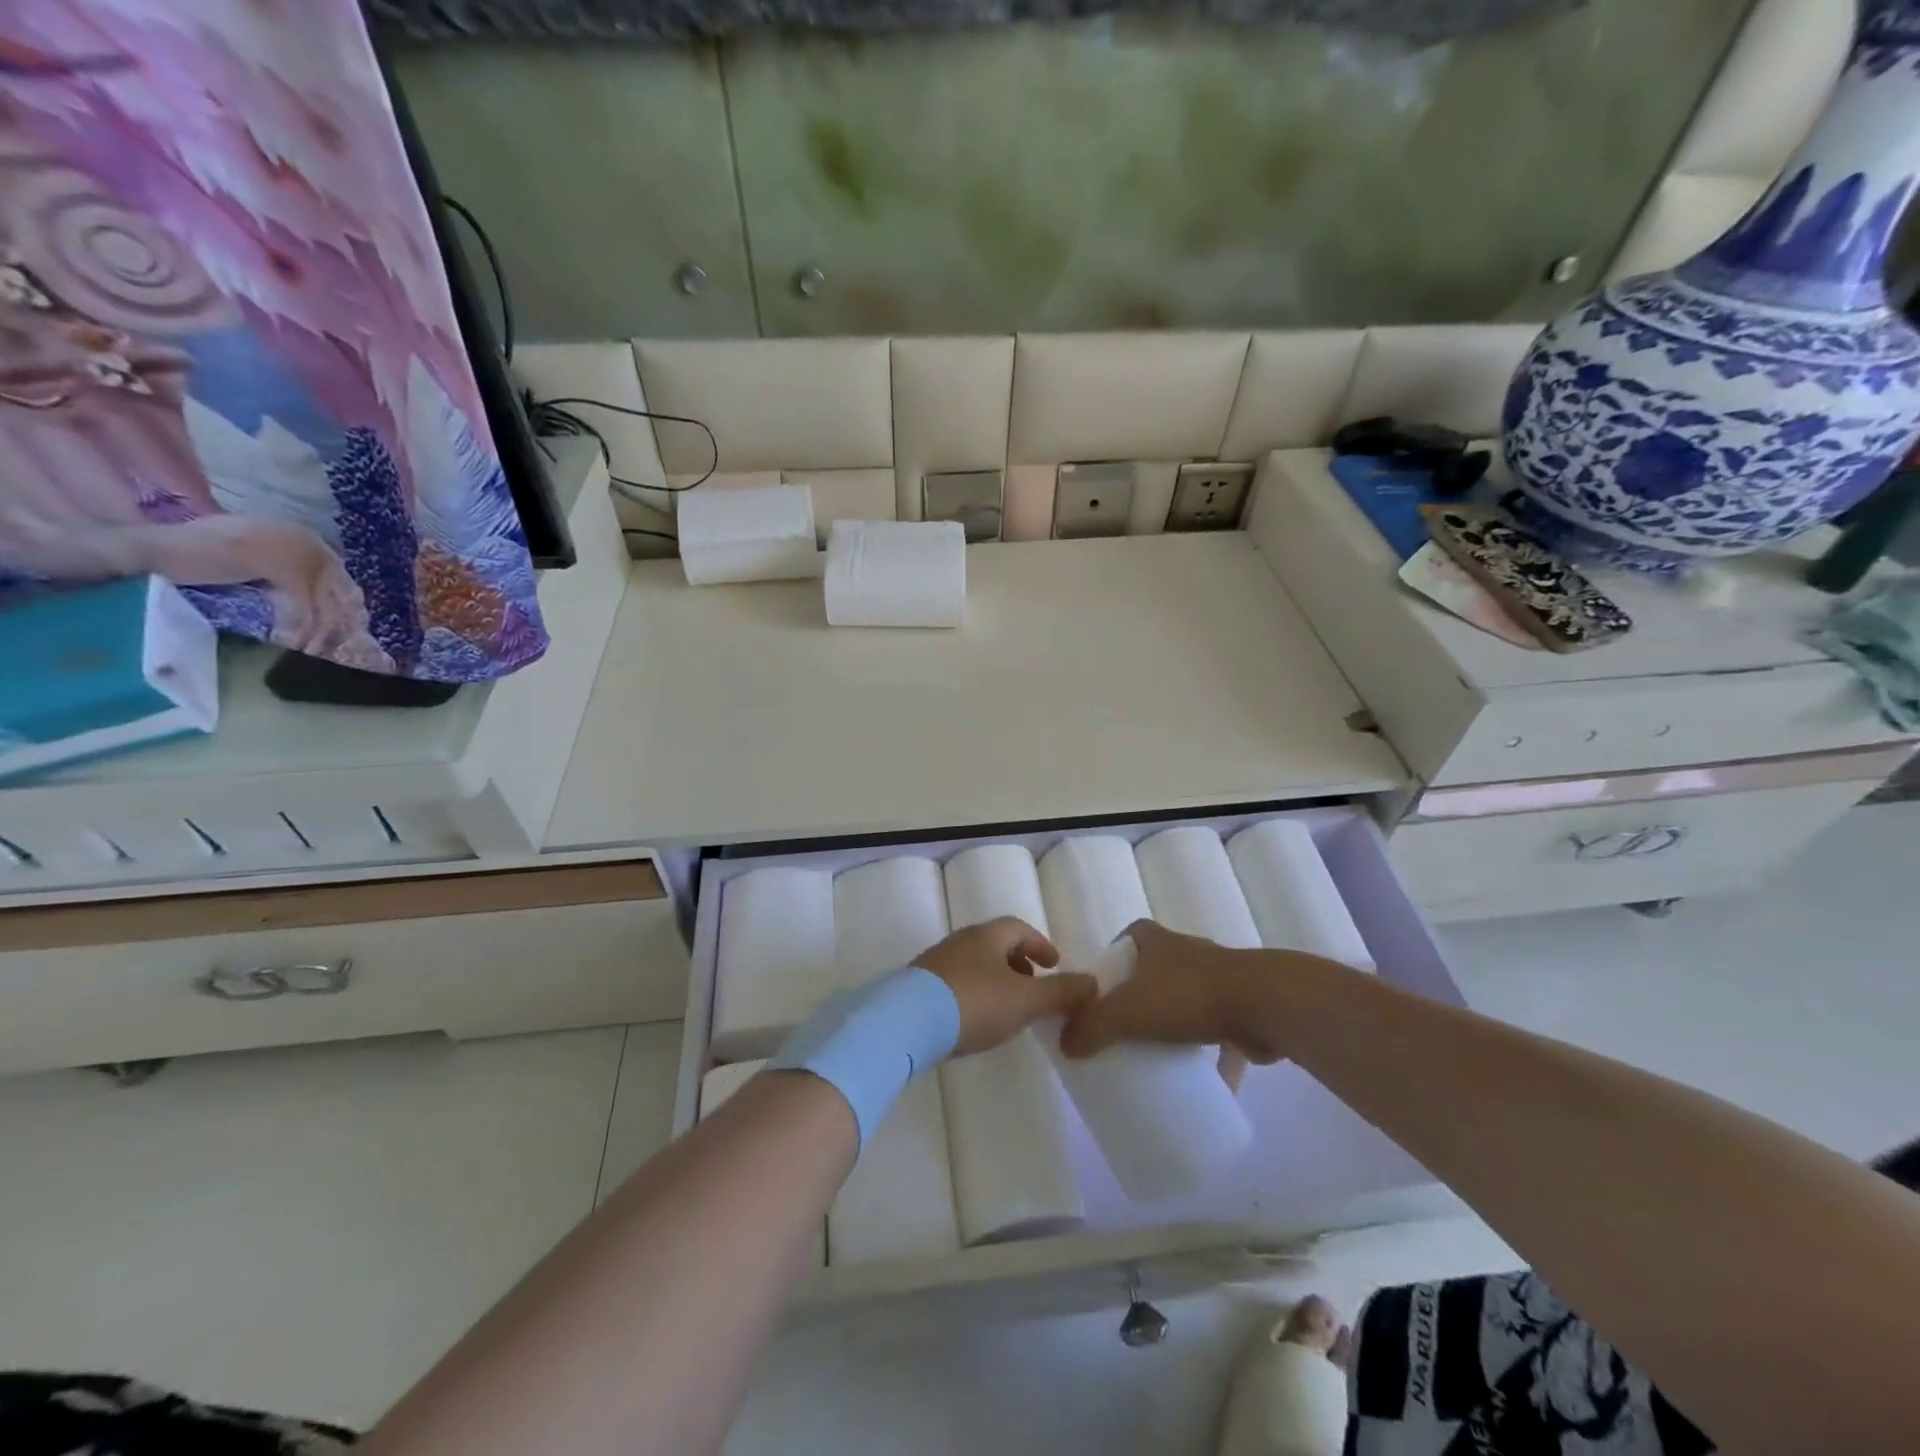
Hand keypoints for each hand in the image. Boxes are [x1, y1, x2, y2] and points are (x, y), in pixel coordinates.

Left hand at [917, 918, 1097, 1056]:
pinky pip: (954, 983)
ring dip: (995, 980)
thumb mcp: (1025, 1000)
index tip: (1055, 964)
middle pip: (995, 944)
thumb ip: (1060, 992)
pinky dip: (973, 994)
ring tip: (1007, 1008)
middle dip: (1018, 963)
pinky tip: (974, 1020)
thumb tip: (1092, 983)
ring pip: (974, 964)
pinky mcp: (918, 987)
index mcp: (987, 936)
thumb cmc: (974, 1003)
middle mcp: (959, 941)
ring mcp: (935, 962)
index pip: (1019, 928)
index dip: (1040, 944)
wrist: (905, 1023)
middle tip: (1033, 987)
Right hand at [1059, 920, 1285, 1063]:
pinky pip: (1216, 1029)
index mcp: (1152, 939)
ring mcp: (1216, 975)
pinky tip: (1201, 1080)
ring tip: (1157, 1058)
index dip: (1108, 968)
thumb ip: (1091, 1027)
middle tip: (1121, 1034)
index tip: (1099, 1001)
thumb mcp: (1127, 1012)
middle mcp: (1183, 949)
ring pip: (1184, 1000)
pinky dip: (1209, 1053)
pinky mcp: (1241, 1004)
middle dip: (1138, 1000)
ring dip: (1174, 1025)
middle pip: (1150, 974)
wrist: (1264, 1003)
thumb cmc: (1187, 996)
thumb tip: (1066, 1046)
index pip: (1121, 943)